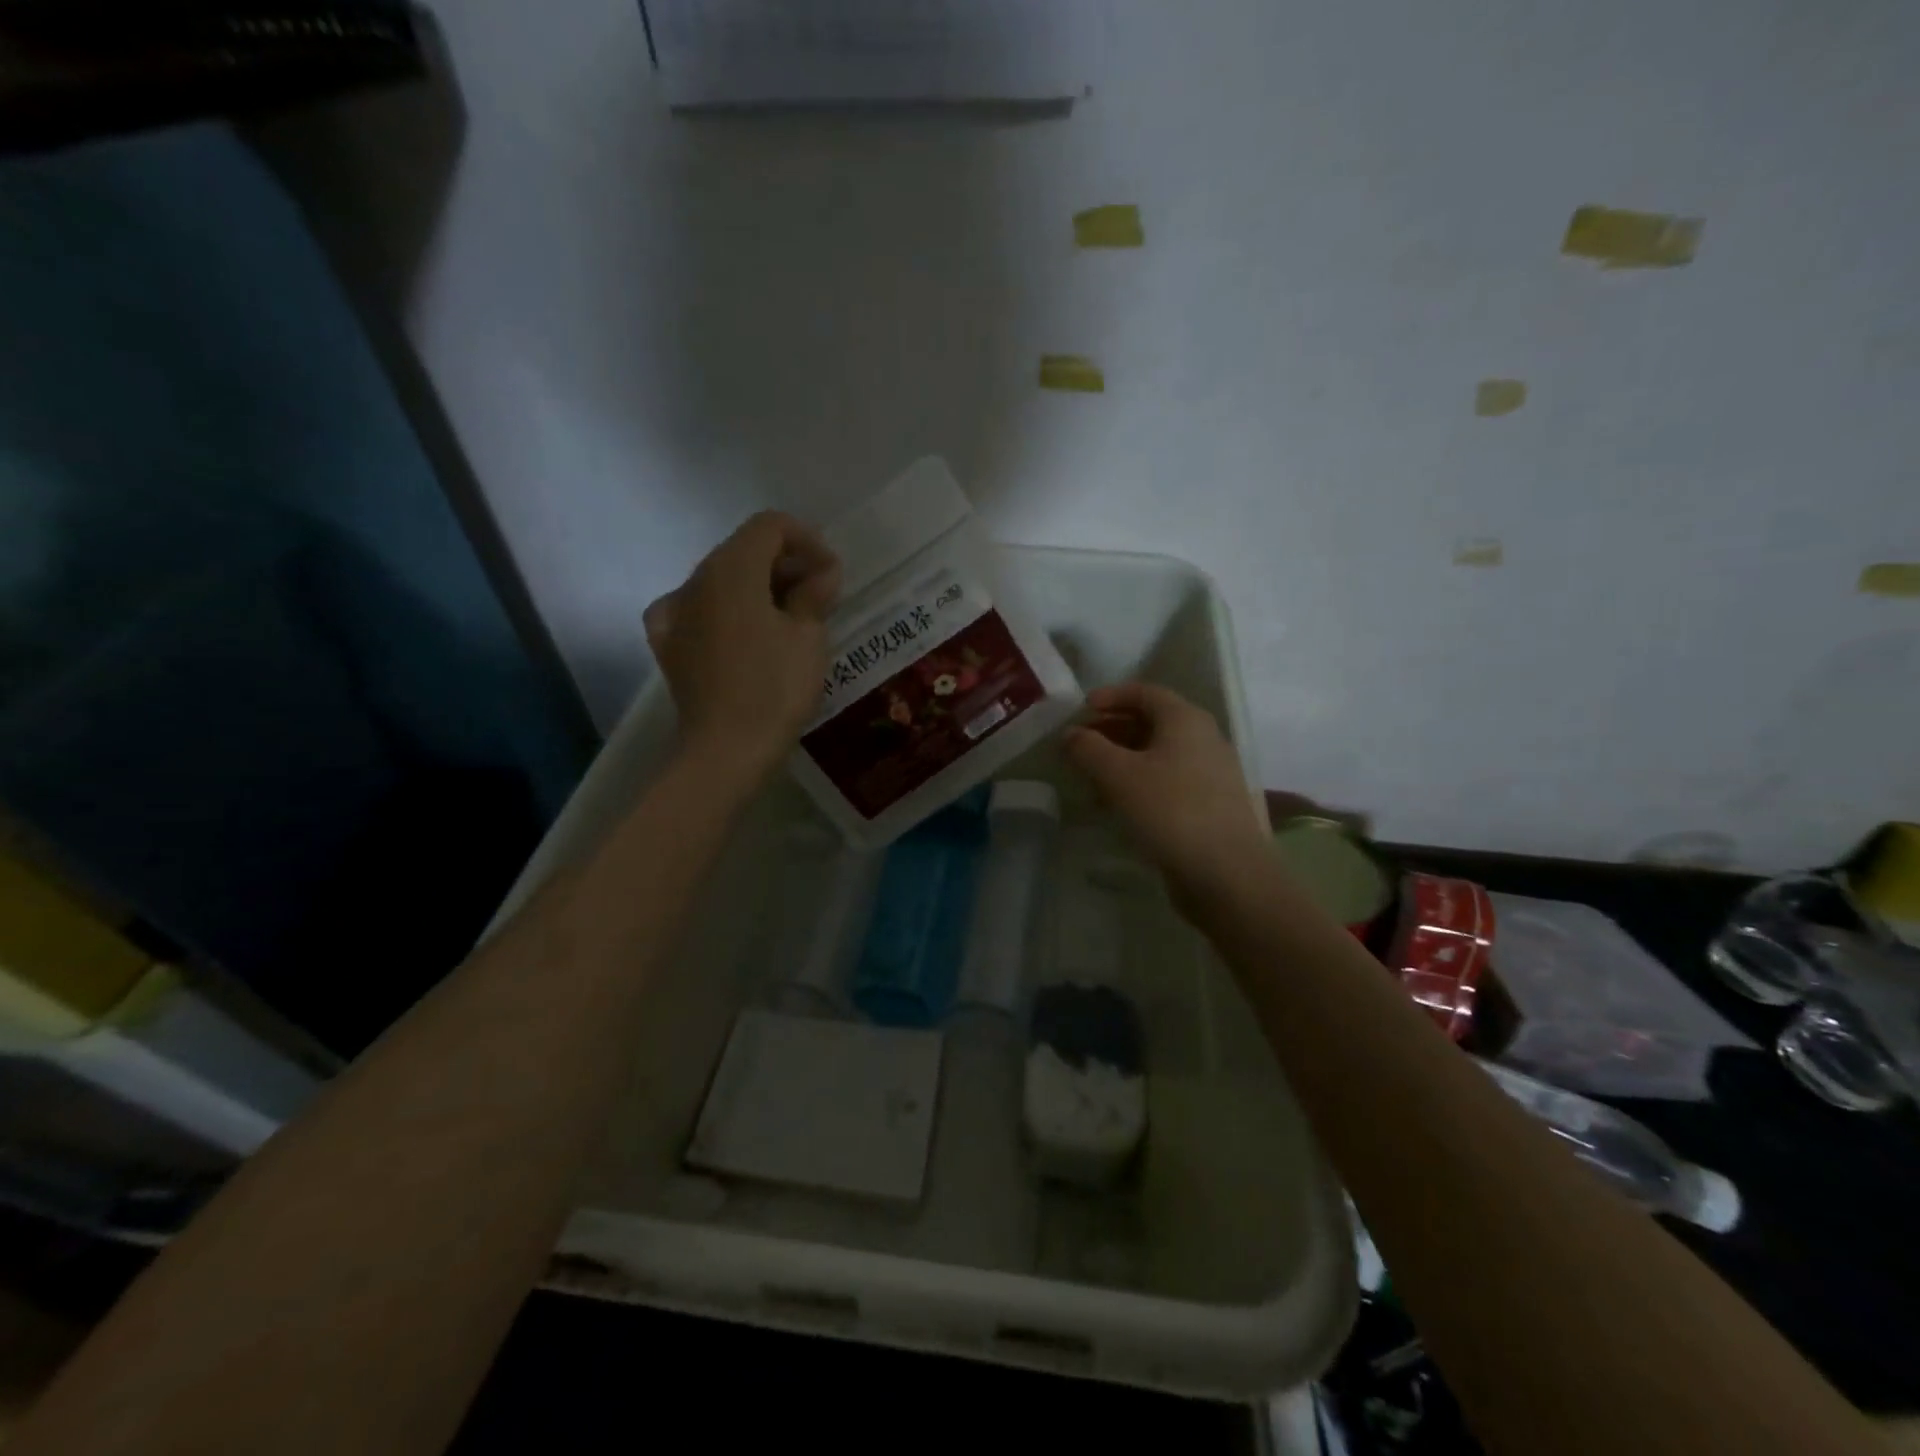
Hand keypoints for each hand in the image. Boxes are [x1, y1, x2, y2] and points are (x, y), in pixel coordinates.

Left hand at [644, 511, 840, 778]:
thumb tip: (822, 573)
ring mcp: (675, 611)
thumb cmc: (775, 688)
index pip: (770, 526)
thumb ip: (814, 595)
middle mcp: (697, 580)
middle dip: (784, 563)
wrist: (727, 750)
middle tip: (819, 595)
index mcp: (732, 569)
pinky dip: (721, 611)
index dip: (807, 540)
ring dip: (757, 587)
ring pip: (720, 580)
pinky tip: (735, 630)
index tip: (832, 574)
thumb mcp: (808, 637)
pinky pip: (694, 610)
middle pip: (743, 550)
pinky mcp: (668, 644)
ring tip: (787, 616)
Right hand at [1065, 683, 1270, 893]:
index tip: (1080, 709)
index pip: (1145, 692)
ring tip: (1091, 777)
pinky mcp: (1209, 804)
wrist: (1227, 874)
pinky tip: (1117, 805)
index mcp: (1185, 720)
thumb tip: (1070, 734)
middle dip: (1112, 729)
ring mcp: (1210, 773)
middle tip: (1080, 744)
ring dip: (1122, 759)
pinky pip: (1168, 780)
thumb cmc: (1170, 811)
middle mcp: (1203, 739)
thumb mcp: (1118, 775)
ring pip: (1158, 754)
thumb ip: (1088, 749)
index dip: (1110, 696)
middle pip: (1152, 721)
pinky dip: (1139, 782)